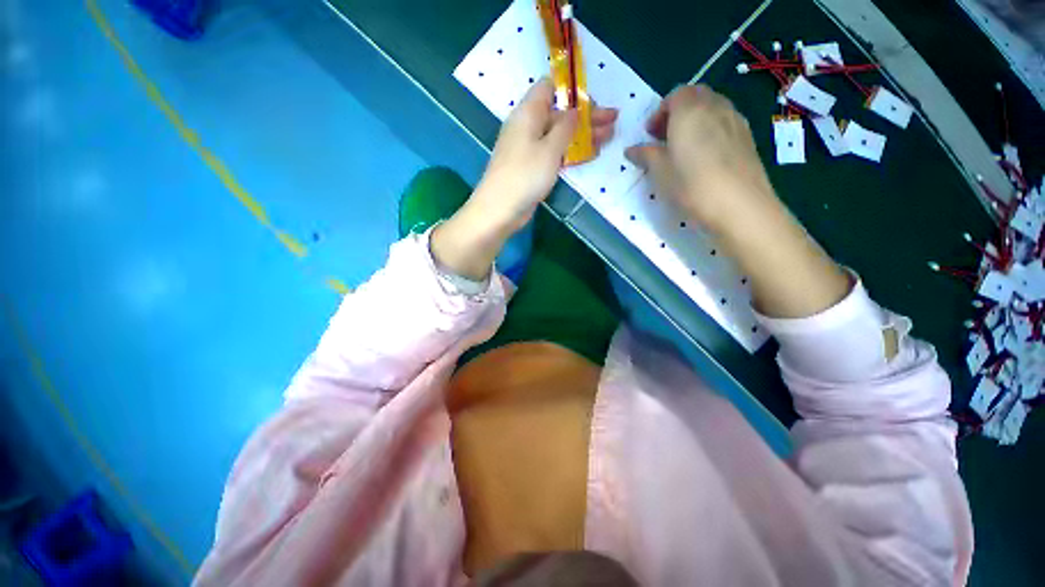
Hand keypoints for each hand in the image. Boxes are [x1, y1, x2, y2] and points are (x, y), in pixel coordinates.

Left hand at [470, 78, 617, 235]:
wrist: (500, 210)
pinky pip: (553, 153)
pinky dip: (570, 152)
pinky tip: (589, 154)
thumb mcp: (550, 148)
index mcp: (528, 113)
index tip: (594, 100)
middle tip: (613, 120)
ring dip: (582, 135)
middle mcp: (527, 127)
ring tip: (608, 137)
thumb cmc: (525, 175)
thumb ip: (566, 127)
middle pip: (559, 113)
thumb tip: (575, 110)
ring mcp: (529, 149)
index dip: (572, 91)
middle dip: (586, 116)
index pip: (549, 88)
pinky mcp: (531, 167)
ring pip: (558, 135)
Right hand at [625, 84, 778, 236]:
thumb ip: (645, 155)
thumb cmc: (691, 185)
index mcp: (690, 111)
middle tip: (665, 138)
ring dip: (696, 120)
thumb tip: (631, 149)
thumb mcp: (660, 172)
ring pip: (713, 108)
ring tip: (685, 148)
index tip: (650, 135)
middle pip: (696, 96)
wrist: (739, 205)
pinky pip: (725, 122)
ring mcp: (736, 120)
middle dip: (678, 112)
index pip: (675, 95)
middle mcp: (715, 107)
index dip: (660, 112)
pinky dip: (711, 130)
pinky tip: (705, 157)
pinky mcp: (748, 137)